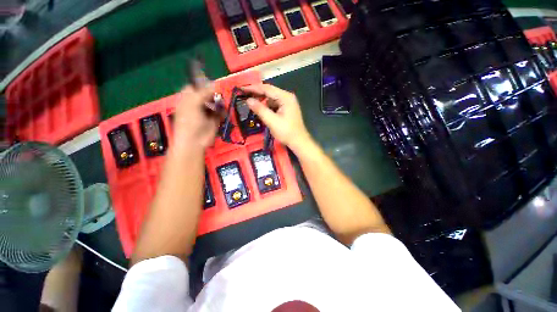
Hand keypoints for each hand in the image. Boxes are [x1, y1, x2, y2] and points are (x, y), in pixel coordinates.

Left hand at [174, 84, 219, 148]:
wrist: (194, 141)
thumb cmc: (189, 121)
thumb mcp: (194, 103)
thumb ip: (203, 92)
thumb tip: (214, 84)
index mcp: (187, 99)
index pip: (194, 87)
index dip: (202, 84)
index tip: (212, 83)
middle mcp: (197, 105)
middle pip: (206, 95)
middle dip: (214, 93)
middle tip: (221, 93)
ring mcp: (206, 113)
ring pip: (214, 103)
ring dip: (220, 102)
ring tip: (223, 102)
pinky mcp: (214, 120)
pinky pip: (220, 113)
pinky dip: (223, 111)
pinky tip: (224, 111)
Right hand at [242, 84, 311, 152]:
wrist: (299, 142)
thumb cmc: (287, 132)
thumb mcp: (272, 121)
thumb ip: (260, 109)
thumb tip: (248, 100)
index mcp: (285, 97)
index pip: (267, 88)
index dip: (253, 88)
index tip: (241, 89)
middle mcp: (287, 97)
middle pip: (269, 92)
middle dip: (257, 94)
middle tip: (243, 96)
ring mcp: (287, 103)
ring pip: (271, 99)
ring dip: (261, 101)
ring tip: (250, 104)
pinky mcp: (286, 109)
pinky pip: (274, 105)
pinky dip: (266, 107)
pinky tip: (260, 111)